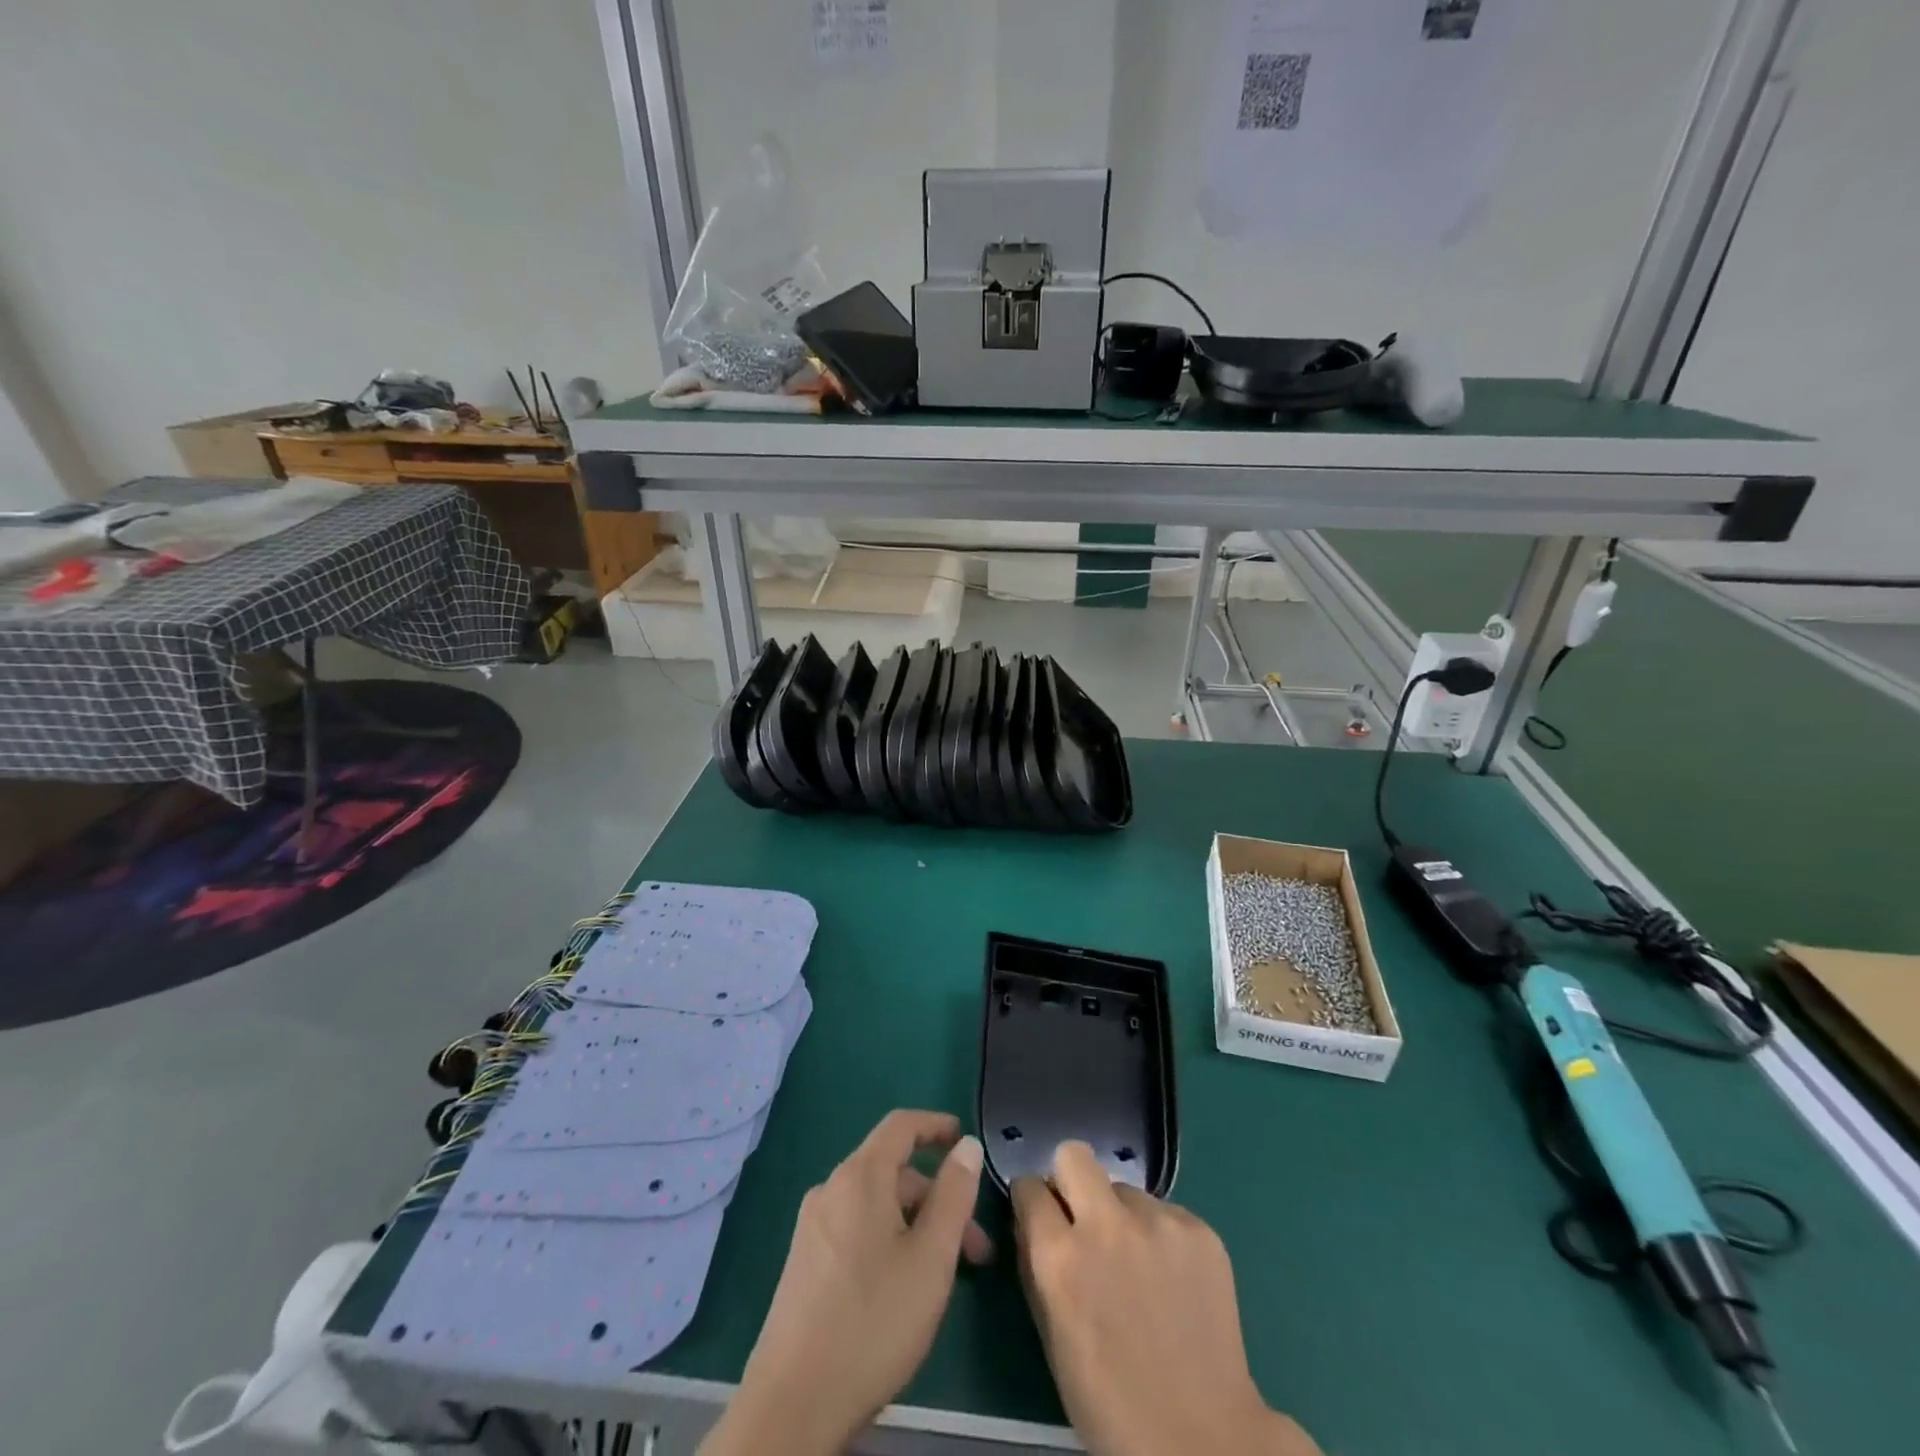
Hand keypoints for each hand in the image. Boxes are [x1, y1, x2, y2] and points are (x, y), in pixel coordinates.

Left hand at [701, 1110, 989, 1455]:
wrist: (792, 1406)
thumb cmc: (873, 1322)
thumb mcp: (931, 1258)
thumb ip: (954, 1195)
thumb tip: (966, 1145)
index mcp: (860, 1177)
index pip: (901, 1125)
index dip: (936, 1125)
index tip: (965, 1139)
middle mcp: (831, 1189)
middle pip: (893, 1171)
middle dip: (938, 1197)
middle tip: (976, 1247)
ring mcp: (813, 1226)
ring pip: (876, 1204)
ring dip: (917, 1224)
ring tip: (946, 1274)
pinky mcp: (805, 1261)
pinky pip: (856, 1228)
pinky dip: (889, 1239)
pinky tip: (904, 1285)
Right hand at [1012, 1143, 1320, 1455]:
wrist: (1204, 1441)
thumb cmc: (1110, 1404)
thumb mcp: (1052, 1339)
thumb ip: (1035, 1268)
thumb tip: (1029, 1222)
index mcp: (1060, 1257)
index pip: (1029, 1186)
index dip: (1031, 1200)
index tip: (1039, 1214)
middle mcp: (1106, 1225)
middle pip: (1074, 1155)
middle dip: (1070, 1180)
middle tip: (1082, 1218)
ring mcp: (1157, 1223)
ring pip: (1124, 1189)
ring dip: (1120, 1215)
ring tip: (1137, 1264)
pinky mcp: (1199, 1229)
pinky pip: (1164, 1211)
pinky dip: (1160, 1235)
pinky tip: (1171, 1279)